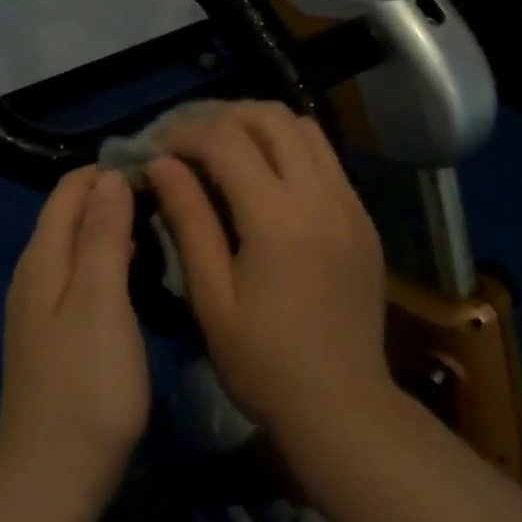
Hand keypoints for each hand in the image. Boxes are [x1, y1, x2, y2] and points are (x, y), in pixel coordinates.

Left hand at [0, 167, 149, 511]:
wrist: (52, 479)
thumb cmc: (87, 387)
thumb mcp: (102, 301)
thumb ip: (104, 234)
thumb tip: (109, 177)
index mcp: (42, 258)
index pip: (69, 190)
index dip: (108, 172)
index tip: (158, 170)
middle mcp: (34, 274)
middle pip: (71, 215)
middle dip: (115, 197)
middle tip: (170, 200)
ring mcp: (41, 308)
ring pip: (79, 247)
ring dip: (115, 229)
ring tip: (163, 229)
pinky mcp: (55, 336)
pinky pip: (82, 278)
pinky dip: (111, 263)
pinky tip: (140, 276)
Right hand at [144, 102, 392, 439]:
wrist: (342, 405)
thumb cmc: (263, 362)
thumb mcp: (211, 296)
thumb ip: (188, 219)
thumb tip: (161, 163)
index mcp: (278, 217)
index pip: (225, 140)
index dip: (184, 134)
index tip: (157, 147)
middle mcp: (321, 195)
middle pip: (270, 117)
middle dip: (222, 116)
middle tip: (188, 141)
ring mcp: (350, 202)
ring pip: (304, 128)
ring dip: (259, 127)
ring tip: (225, 150)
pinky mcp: (363, 217)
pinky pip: (326, 158)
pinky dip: (290, 149)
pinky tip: (265, 179)